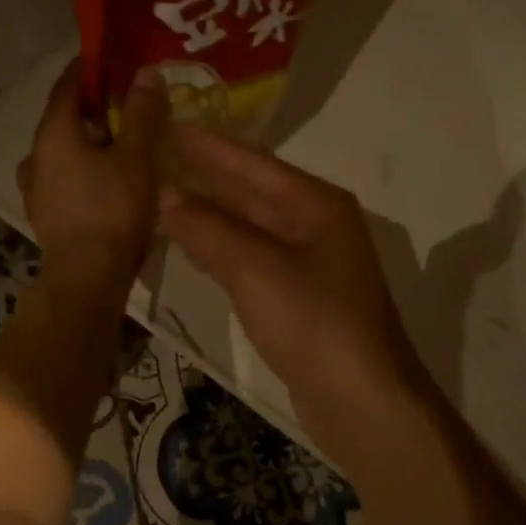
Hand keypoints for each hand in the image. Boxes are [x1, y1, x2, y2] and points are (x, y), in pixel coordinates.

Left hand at [18, 60, 167, 284]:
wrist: (87, 277)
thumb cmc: (113, 209)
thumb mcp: (136, 156)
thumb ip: (141, 113)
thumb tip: (145, 72)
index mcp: (54, 133)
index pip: (66, 86)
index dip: (87, 69)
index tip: (109, 58)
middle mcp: (36, 154)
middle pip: (63, 118)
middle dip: (92, 106)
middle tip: (125, 101)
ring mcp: (35, 186)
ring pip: (62, 149)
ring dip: (86, 139)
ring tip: (119, 141)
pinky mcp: (43, 212)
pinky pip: (63, 175)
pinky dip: (82, 166)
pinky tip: (105, 178)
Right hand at [159, 127, 427, 443]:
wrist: (363, 400)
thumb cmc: (313, 321)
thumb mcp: (254, 268)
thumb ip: (207, 228)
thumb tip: (166, 196)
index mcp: (316, 203)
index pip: (253, 162)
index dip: (210, 145)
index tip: (172, 123)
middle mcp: (316, 223)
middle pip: (253, 188)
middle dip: (209, 173)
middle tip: (162, 153)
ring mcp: (310, 260)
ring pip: (251, 222)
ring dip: (211, 209)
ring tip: (167, 190)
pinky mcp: (300, 294)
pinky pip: (252, 254)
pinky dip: (221, 244)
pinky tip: (194, 241)